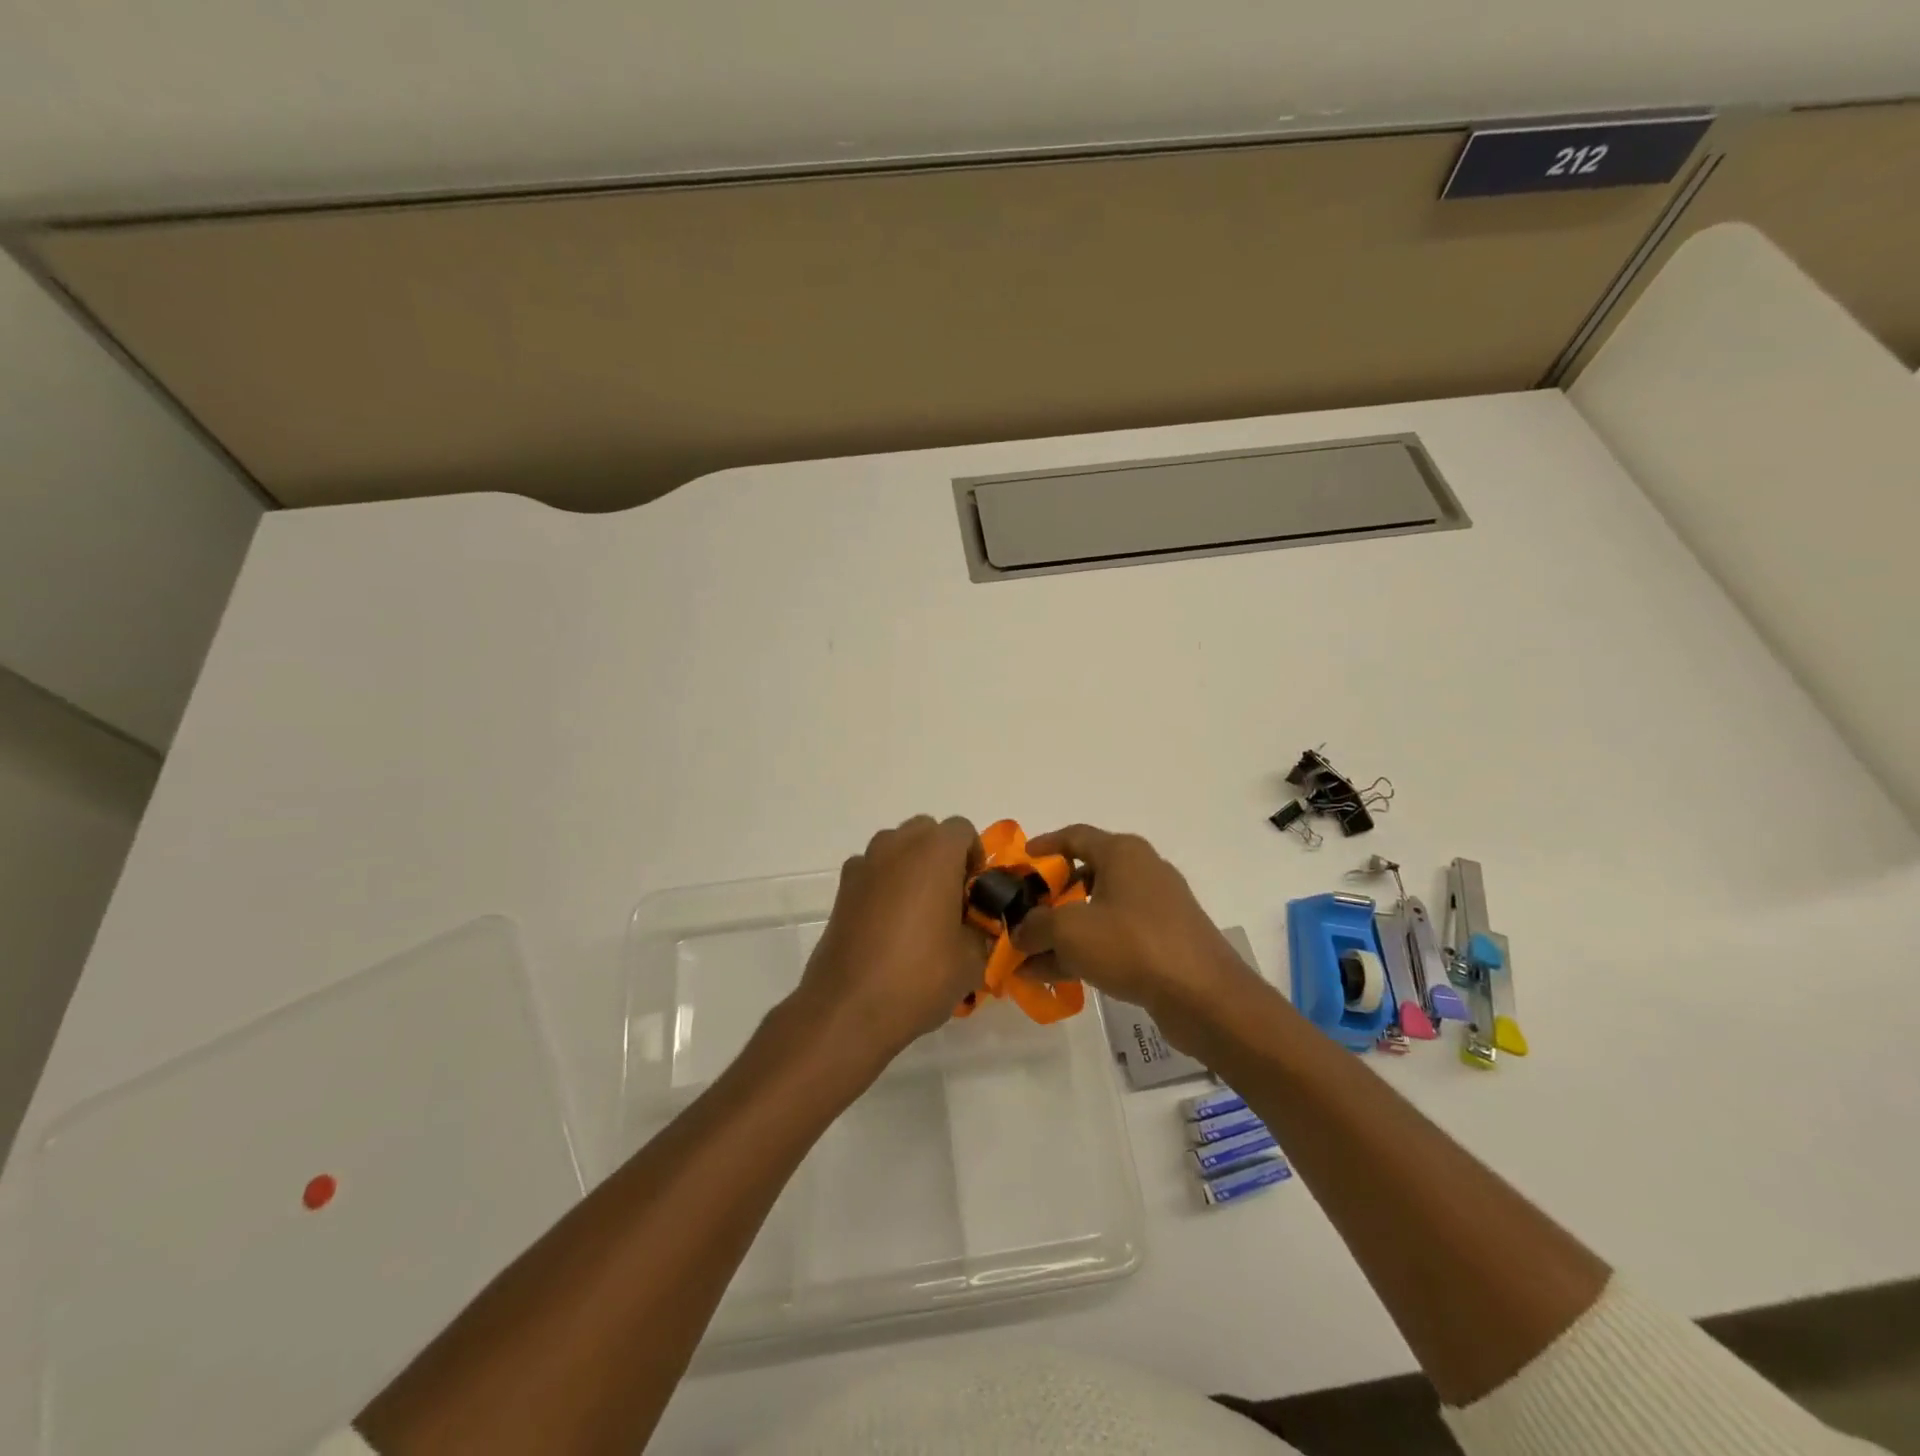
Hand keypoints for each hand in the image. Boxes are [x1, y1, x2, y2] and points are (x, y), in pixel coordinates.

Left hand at [790, 815, 988, 1070]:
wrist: (849, 1008)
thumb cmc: (920, 976)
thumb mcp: (972, 959)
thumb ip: (983, 930)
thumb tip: (978, 926)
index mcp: (935, 852)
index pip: (963, 830)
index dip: (976, 857)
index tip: (976, 893)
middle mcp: (896, 846)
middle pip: (926, 831)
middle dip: (942, 857)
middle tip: (951, 900)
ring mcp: (864, 865)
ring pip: (896, 848)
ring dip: (911, 868)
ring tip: (919, 914)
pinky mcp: (842, 889)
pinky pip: (872, 872)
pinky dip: (884, 885)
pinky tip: (887, 927)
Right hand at [1013, 824, 1268, 1054]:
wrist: (1204, 995)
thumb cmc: (1132, 944)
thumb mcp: (1069, 931)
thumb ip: (1035, 926)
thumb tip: (1020, 932)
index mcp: (1122, 853)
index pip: (1074, 836)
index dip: (1043, 846)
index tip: (1019, 863)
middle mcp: (1141, 871)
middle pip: (1084, 875)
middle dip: (1049, 898)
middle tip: (1023, 915)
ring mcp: (1156, 908)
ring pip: (1097, 912)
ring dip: (1063, 933)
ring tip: (1029, 957)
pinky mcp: (1165, 941)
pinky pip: (1115, 937)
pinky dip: (1086, 950)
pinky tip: (1056, 976)